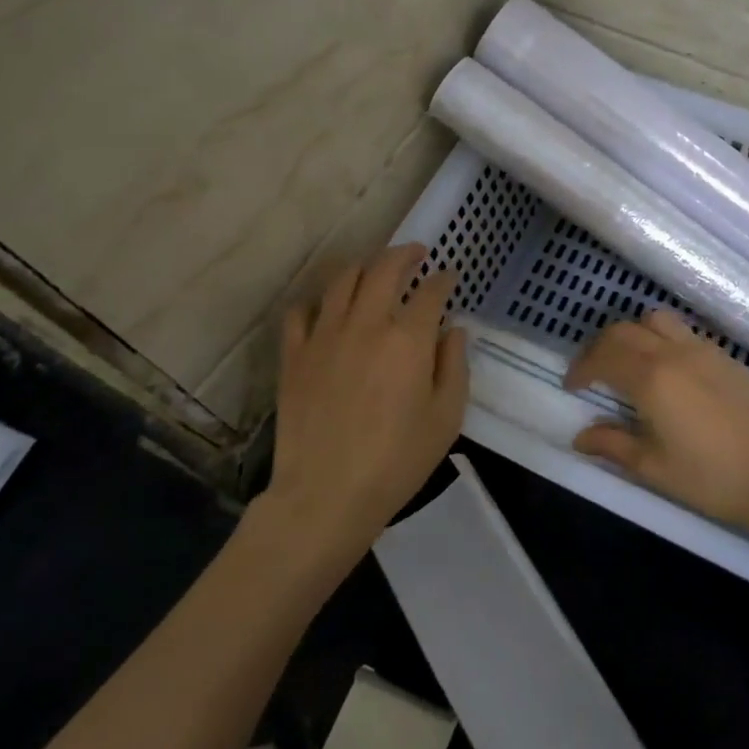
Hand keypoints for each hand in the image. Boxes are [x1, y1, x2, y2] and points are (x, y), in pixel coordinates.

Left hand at [260, 244, 467, 571]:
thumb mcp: (446, 418)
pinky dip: (318, 301)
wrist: (326, 494)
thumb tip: (453, 329)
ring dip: (364, 266)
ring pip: (342, 279)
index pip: (430, 292)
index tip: (449, 277)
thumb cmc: (397, 461)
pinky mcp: (294, 354)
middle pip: (384, 269)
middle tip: (416, 254)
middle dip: (405, 254)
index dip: (444, 280)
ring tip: (374, 268)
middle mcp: (366, 323)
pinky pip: (301, 311)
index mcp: (408, 338)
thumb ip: (454, 366)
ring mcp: (324, 335)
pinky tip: (327, 307)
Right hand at [566, 310, 748, 543]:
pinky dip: (662, 340)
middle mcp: (674, 353)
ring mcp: (703, 350)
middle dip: (600, 348)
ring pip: (655, 320)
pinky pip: (683, 332)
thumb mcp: (655, 469)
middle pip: (624, 330)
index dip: (581, 368)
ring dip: (633, 335)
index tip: (572, 387)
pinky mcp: (725, 356)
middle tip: (593, 375)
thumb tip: (580, 436)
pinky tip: (667, 372)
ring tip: (629, 364)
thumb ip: (613, 445)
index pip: (603, 356)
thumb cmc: (714, 479)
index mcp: (652, 379)